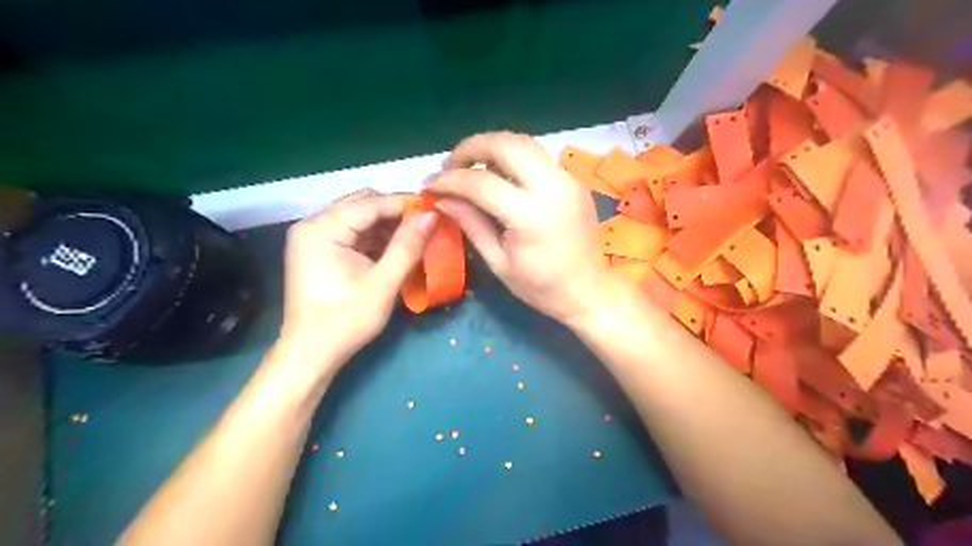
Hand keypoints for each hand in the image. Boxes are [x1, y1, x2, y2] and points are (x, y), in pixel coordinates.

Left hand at [278, 190, 435, 366]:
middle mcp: (313, 224)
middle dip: (396, 213)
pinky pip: (353, 233)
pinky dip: (376, 238)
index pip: (371, 203)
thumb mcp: (383, 283)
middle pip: (363, 204)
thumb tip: (430, 215)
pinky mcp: (320, 250)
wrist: (311, 354)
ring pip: (359, 218)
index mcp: (322, 228)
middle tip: (427, 225)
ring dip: (388, 226)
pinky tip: (397, 249)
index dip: (405, 204)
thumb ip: (407, 246)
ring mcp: (314, 237)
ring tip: (417, 238)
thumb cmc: (346, 320)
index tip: (436, 209)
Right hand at [426, 130, 605, 323]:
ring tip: (470, 167)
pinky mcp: (573, 179)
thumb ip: (470, 224)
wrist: (589, 290)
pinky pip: (537, 156)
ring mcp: (567, 179)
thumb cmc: (541, 287)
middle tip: (450, 165)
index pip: (481, 182)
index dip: (450, 180)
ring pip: (523, 143)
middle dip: (470, 147)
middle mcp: (552, 187)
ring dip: (491, 147)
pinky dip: (512, 157)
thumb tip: (442, 198)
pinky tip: (498, 175)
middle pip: (506, 144)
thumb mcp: (498, 262)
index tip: (430, 185)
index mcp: (531, 216)